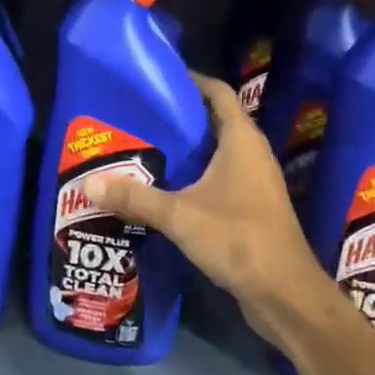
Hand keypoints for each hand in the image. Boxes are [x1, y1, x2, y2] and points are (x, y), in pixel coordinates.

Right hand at [88, 74, 333, 346]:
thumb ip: (135, 197)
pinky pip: (219, 178)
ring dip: (185, 149)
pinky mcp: (252, 208)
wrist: (286, 296)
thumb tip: (88, 182)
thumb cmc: (239, 240)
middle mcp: (252, 154)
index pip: (218, 92)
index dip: (191, 80)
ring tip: (144, 148)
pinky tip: (165, 188)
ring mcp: (254, 182)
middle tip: (138, 116)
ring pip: (216, 152)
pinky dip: (194, 175)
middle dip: (178, 116)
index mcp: (242, 140)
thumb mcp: (180, 215)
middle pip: (214, 120)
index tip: (157, 78)